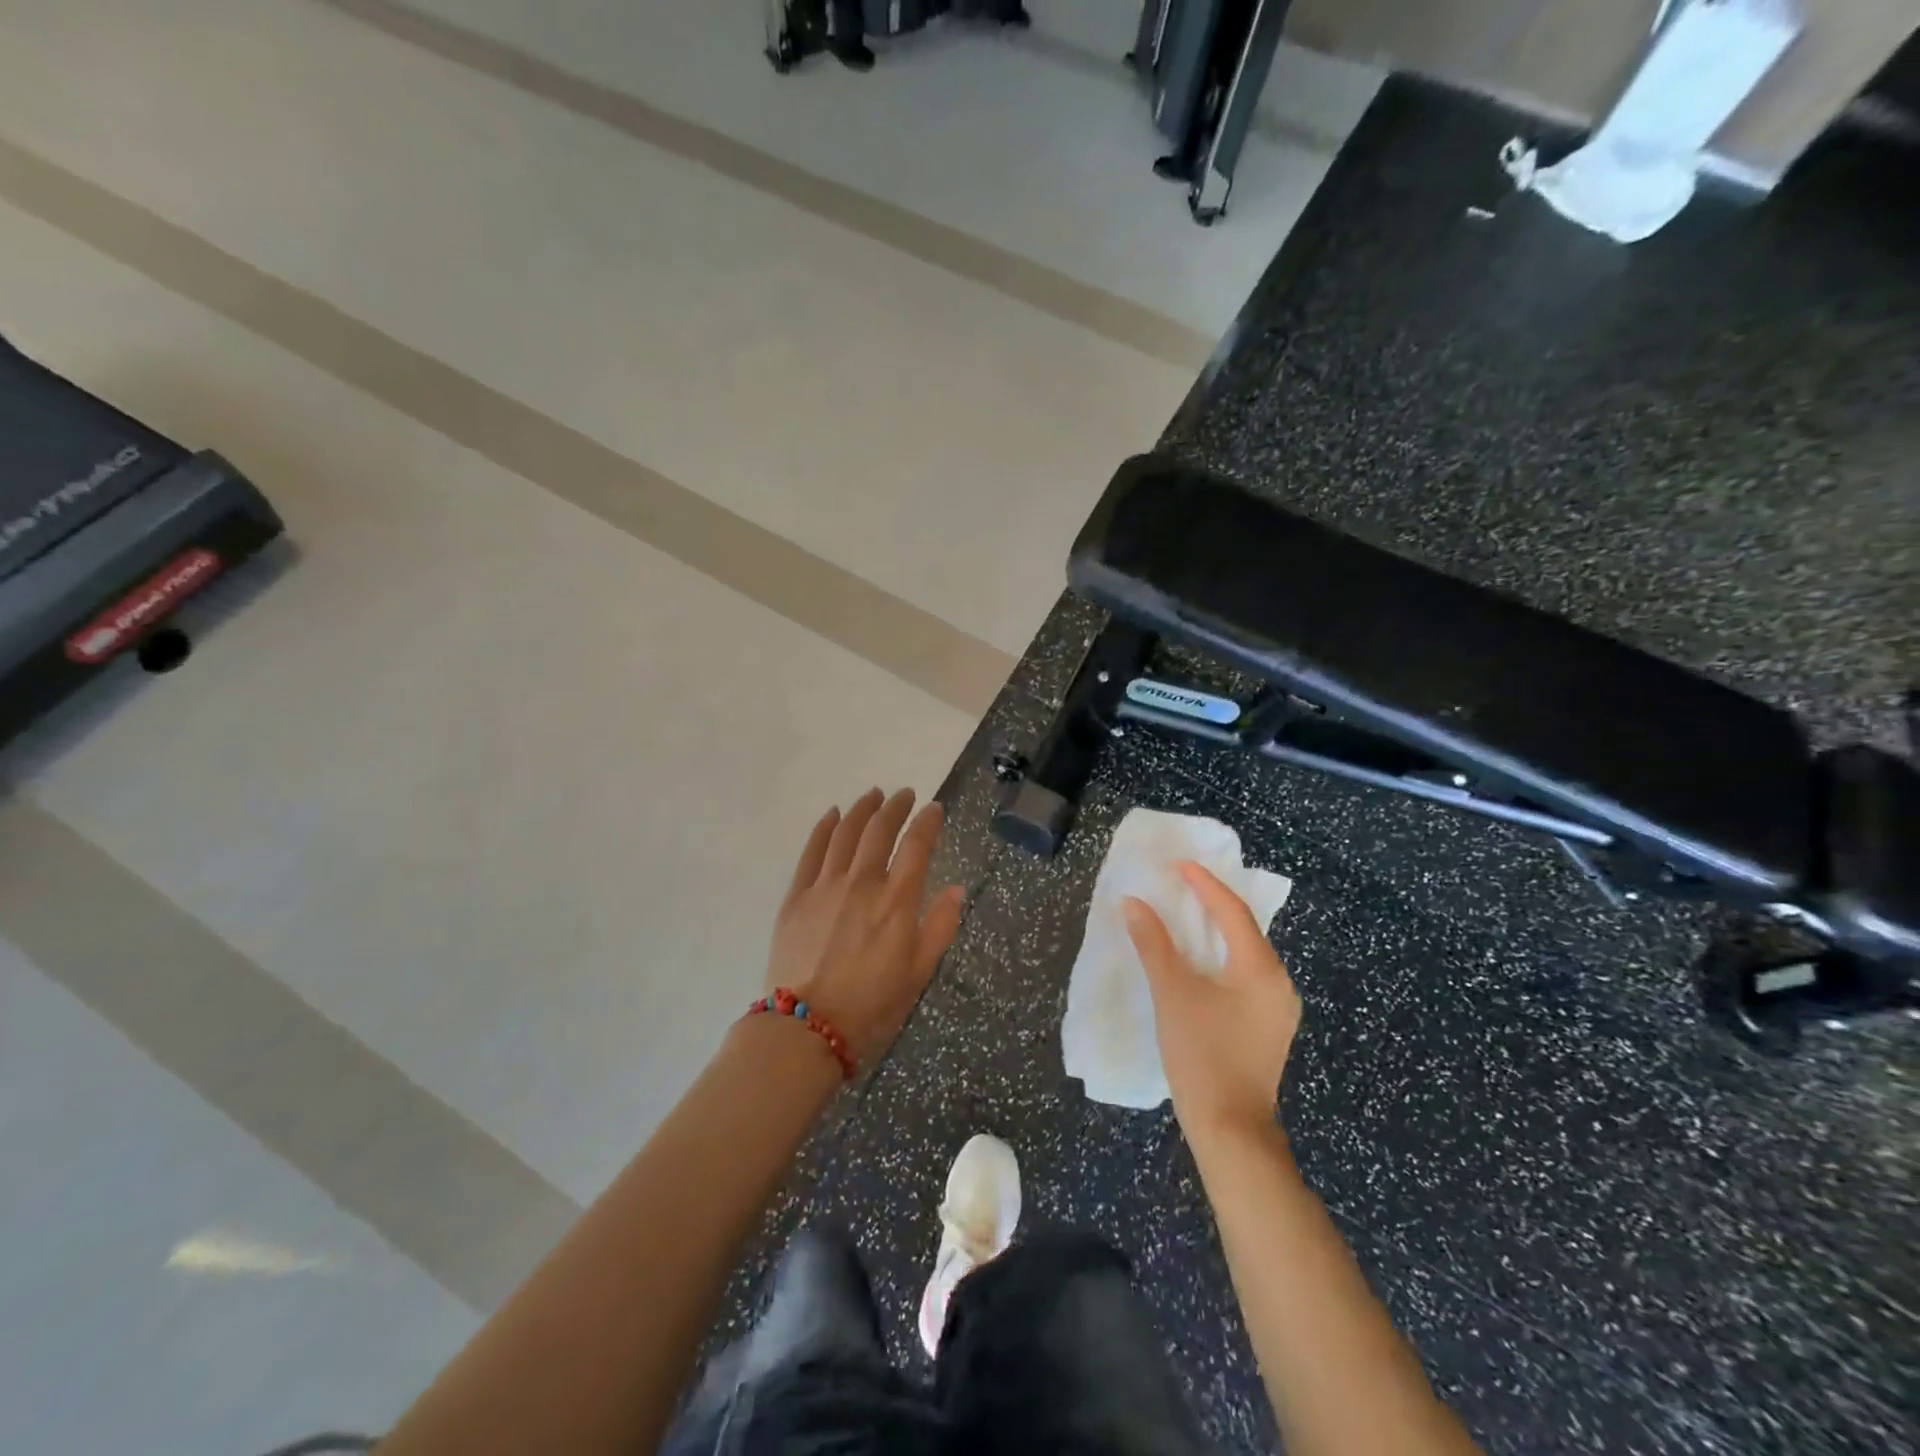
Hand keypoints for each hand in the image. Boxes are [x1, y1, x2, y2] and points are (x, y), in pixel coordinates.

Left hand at [767, 788, 965, 1069]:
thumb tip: (956, 889)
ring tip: (873, 795)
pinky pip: (812, 850)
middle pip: (880, 830)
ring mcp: (825, 886)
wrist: (805, 1029)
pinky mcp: (796, 896)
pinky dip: (824, 827)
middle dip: (896, 807)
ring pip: (846, 832)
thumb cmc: (871, 1006)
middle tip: (905, 795)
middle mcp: (862, 883)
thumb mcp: (918, 973)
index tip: (934, 809)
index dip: (928, 822)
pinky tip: (832, 815)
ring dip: (862, 809)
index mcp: (896, 902)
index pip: (917, 846)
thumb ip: (940, 927)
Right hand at [1124, 862, 1300, 1142]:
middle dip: (1213, 903)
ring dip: (1217, 932)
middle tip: (1181, 884)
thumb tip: (1133, 903)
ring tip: (1187, 914)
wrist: (1231, 1130)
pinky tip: (1201, 961)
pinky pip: (1246, 975)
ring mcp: (1278, 1008)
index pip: (1232, 911)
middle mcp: (1278, 983)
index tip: (1178, 864)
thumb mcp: (1172, 994)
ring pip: (1246, 954)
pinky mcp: (1269, 1027)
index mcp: (1261, 969)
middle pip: (1245, 929)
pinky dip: (1222, 957)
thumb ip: (1153, 944)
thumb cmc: (1202, 1055)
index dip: (1204, 884)